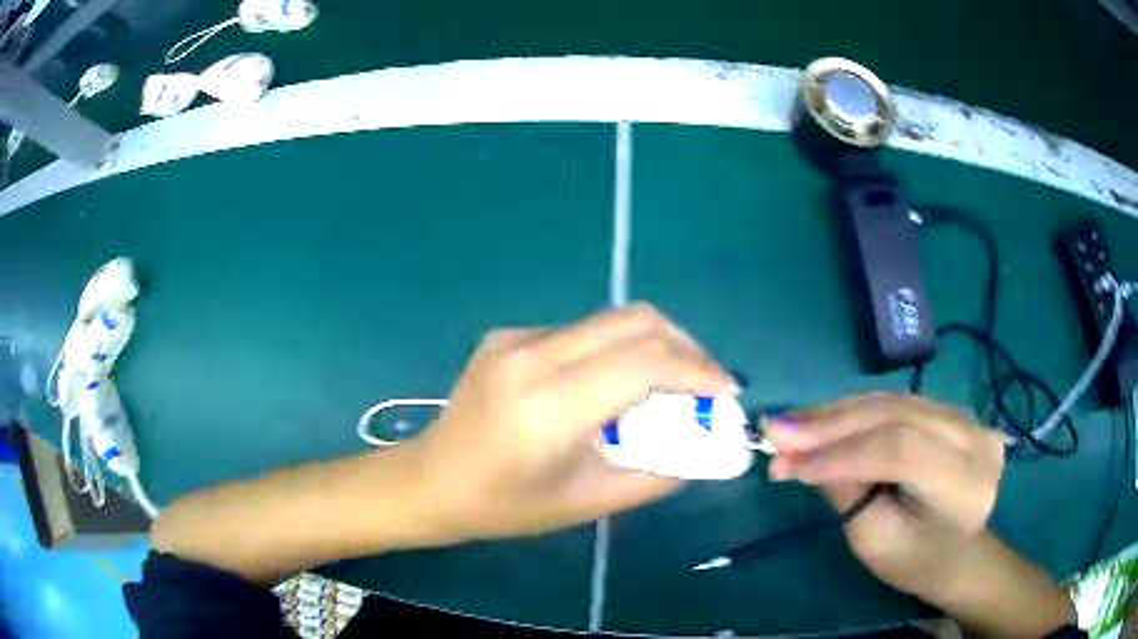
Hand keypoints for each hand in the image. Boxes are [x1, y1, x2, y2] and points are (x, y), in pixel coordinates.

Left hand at [413, 303, 738, 542]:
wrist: (430, 480)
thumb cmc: (505, 505)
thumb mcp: (588, 502)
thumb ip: (656, 474)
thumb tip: (704, 449)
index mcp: (551, 405)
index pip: (646, 361)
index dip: (699, 370)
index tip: (727, 391)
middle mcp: (534, 356)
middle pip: (635, 321)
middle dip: (685, 346)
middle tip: (706, 382)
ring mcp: (516, 338)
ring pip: (610, 321)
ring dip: (652, 346)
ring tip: (668, 386)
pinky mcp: (508, 335)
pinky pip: (580, 332)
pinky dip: (614, 351)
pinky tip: (611, 385)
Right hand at [766, 394, 1004, 599]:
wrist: (958, 551)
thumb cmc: (916, 561)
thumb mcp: (876, 542)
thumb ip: (847, 494)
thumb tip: (798, 454)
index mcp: (965, 485)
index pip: (902, 451)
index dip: (842, 454)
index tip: (784, 461)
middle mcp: (975, 439)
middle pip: (897, 417)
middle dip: (832, 426)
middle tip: (775, 432)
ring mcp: (968, 418)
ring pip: (894, 403)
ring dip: (838, 414)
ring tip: (790, 425)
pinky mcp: (954, 410)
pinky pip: (899, 403)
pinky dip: (857, 411)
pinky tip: (824, 420)